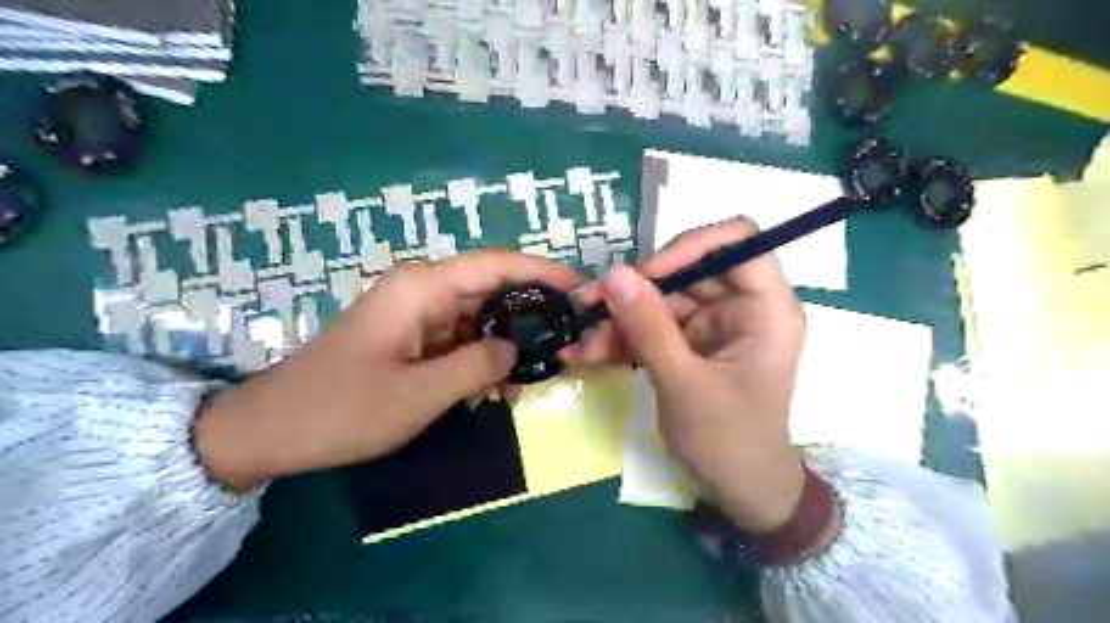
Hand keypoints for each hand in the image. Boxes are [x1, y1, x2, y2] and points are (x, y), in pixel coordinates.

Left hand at [193, 249, 581, 490]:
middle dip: (531, 310)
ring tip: (542, 367)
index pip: (495, 265)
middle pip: (491, 287)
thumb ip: (476, 366)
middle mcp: (422, 291)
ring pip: (479, 315)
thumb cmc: (342, 409)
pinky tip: (502, 384)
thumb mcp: (418, 394)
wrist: (273, 430)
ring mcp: (416, 314)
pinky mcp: (412, 337)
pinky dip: (484, 356)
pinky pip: (460, 338)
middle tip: (570, 335)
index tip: (580, 287)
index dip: (541, 272)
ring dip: (508, 339)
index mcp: (422, 289)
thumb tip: (514, 349)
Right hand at [566, 217, 807, 528]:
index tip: (644, 273)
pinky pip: (652, 325)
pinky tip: (588, 353)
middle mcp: (741, 306)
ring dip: (619, 319)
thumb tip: (613, 273)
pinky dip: (622, 338)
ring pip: (661, 299)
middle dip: (635, 288)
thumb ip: (649, 327)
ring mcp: (713, 324)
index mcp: (766, 309)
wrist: (738, 489)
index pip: (739, 242)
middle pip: (687, 269)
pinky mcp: (690, 342)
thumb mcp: (684, 384)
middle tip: (588, 304)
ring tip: (581, 344)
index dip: (690, 246)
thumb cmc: (728, 440)